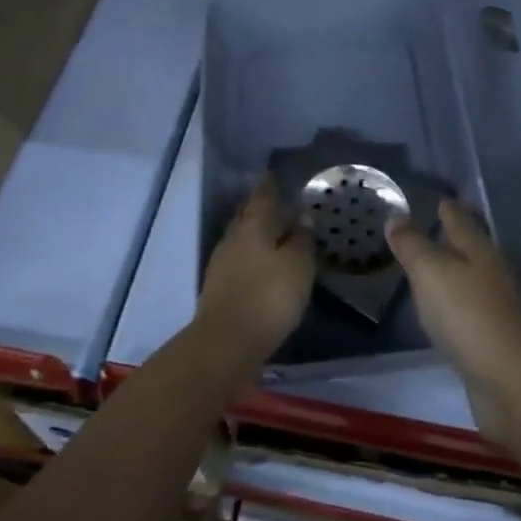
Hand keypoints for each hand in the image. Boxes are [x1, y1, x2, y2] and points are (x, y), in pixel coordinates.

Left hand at [198, 176, 316, 367]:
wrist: (225, 345)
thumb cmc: (268, 297)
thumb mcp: (298, 266)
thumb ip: (302, 240)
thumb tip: (302, 218)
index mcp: (254, 225)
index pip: (263, 196)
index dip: (270, 186)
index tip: (274, 175)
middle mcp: (234, 238)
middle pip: (247, 215)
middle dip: (259, 208)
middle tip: (276, 202)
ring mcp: (222, 264)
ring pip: (241, 238)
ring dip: (255, 234)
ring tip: (274, 235)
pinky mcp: (218, 289)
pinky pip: (238, 260)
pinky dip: (250, 257)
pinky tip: (261, 265)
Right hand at [386, 201, 520, 437]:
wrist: (511, 381)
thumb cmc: (467, 314)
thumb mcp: (430, 271)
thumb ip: (412, 245)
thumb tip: (396, 216)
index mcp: (479, 250)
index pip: (461, 221)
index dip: (449, 210)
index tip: (441, 200)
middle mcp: (492, 274)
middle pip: (472, 249)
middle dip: (456, 239)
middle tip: (436, 228)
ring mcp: (497, 309)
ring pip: (472, 280)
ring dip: (456, 273)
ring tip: (435, 268)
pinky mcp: (495, 341)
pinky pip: (470, 312)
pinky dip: (457, 306)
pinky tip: (446, 313)